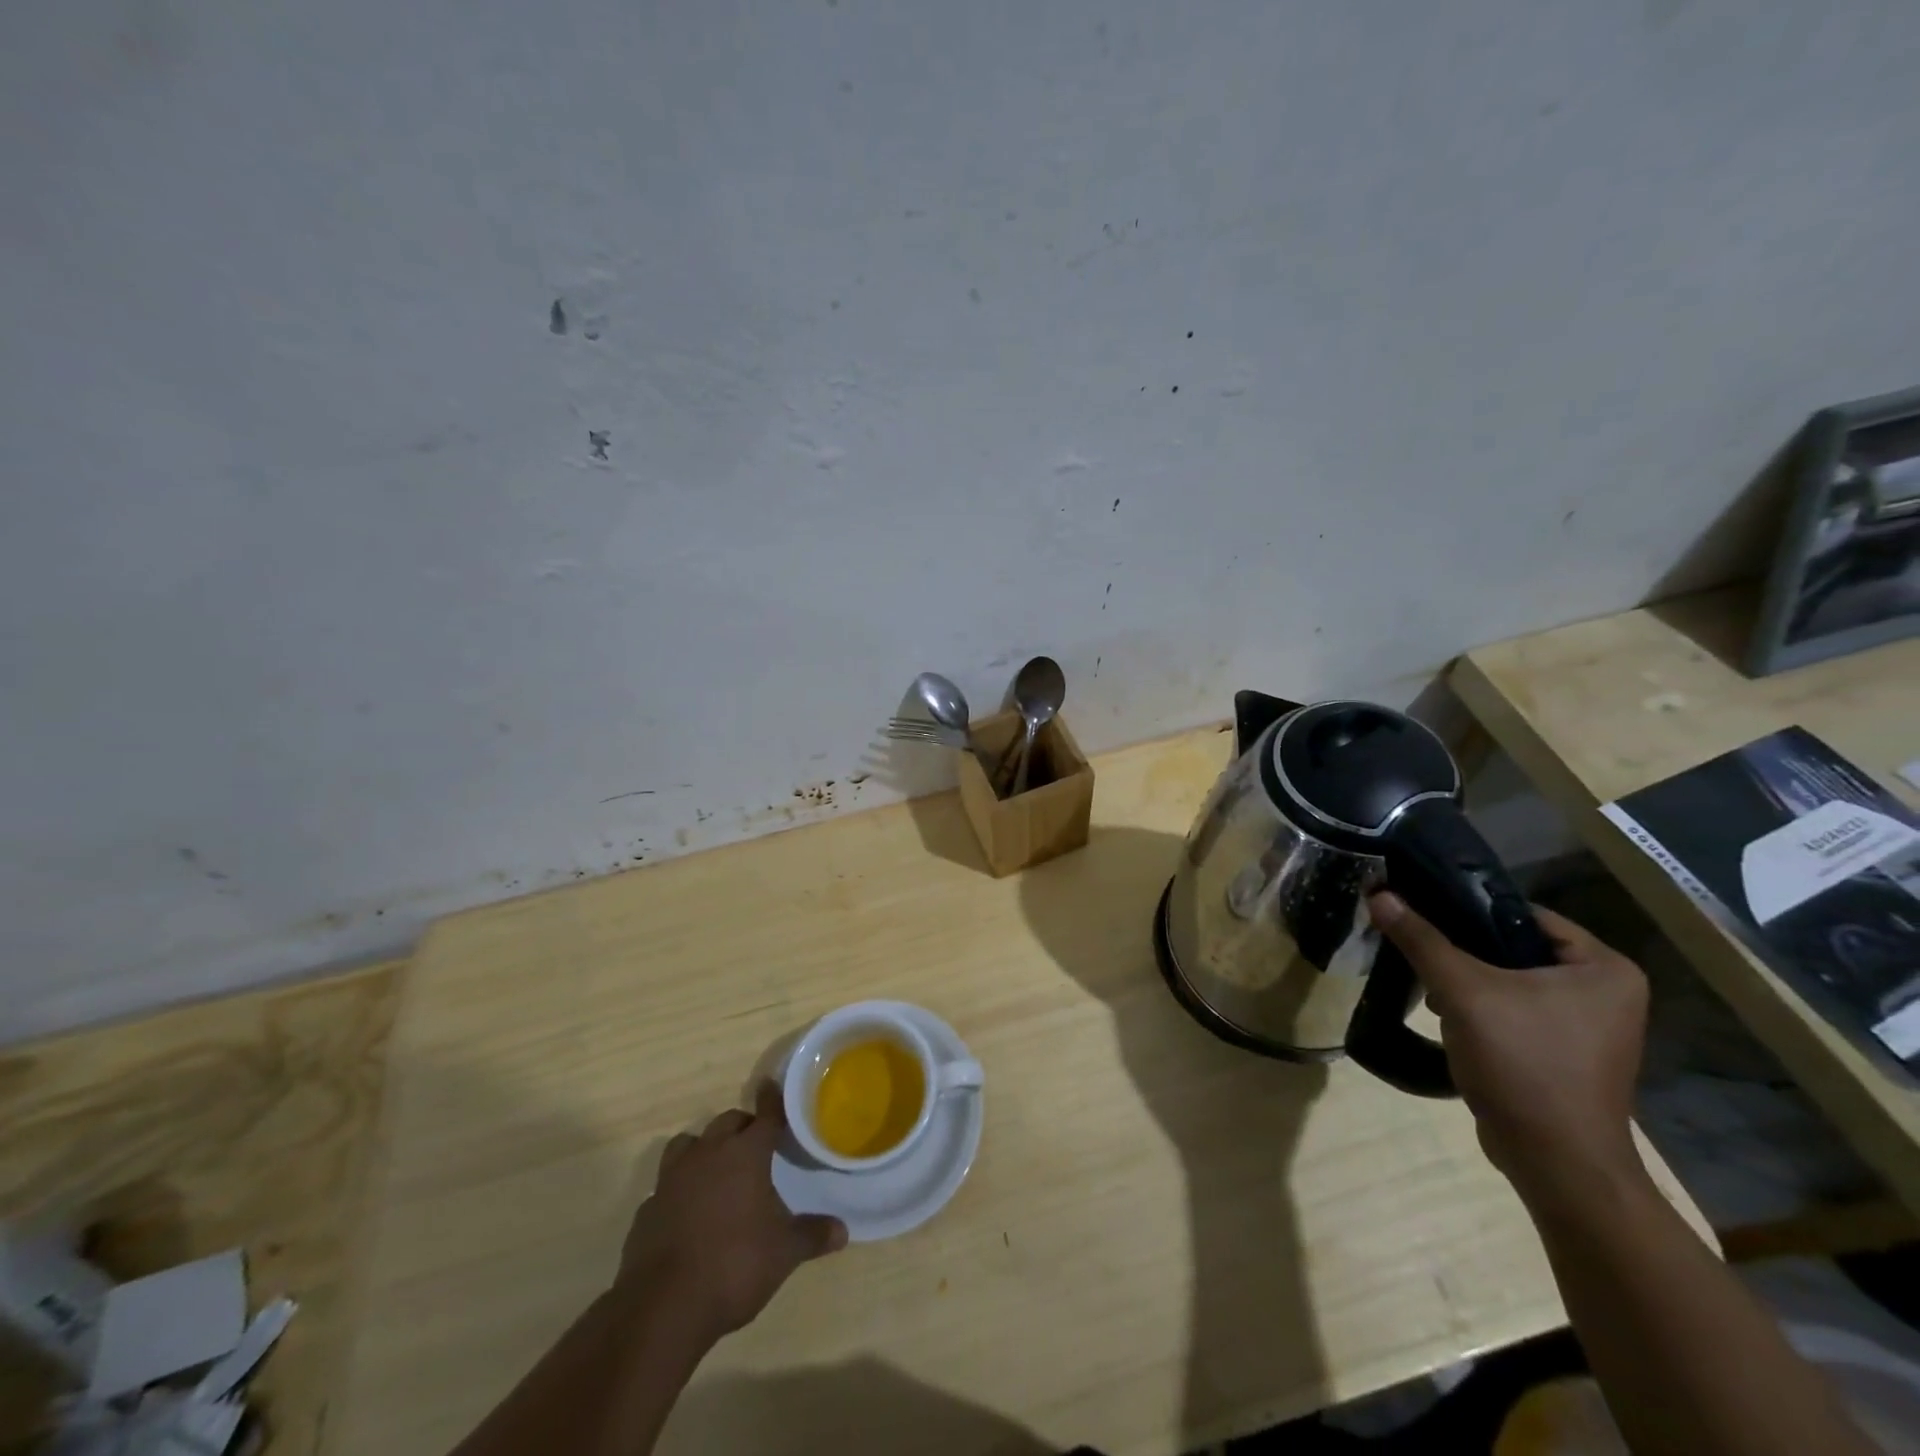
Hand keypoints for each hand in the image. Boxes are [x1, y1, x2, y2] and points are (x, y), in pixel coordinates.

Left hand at [616, 1082, 846, 1341]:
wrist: (663, 1307)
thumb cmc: (734, 1265)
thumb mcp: (784, 1253)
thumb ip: (812, 1235)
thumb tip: (842, 1231)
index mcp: (745, 1154)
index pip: (764, 1116)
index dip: (771, 1101)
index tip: (771, 1086)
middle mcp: (708, 1154)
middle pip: (727, 1123)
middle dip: (742, 1127)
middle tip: (755, 1143)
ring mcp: (672, 1179)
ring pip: (688, 1143)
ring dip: (704, 1148)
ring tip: (716, 1168)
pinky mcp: (647, 1208)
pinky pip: (666, 1184)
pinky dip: (679, 1188)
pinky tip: (687, 1211)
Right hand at [1368, 893, 1648, 1206]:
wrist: (1556, 1163)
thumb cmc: (1524, 1064)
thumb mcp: (1464, 992)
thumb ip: (1422, 940)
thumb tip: (1380, 896)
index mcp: (1604, 969)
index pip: (1525, 915)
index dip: (1470, 909)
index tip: (1422, 909)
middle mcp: (1605, 993)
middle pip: (1515, 948)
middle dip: (1464, 951)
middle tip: (1419, 949)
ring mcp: (1588, 1028)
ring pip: (1510, 981)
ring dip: (1467, 982)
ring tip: (1428, 987)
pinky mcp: (1564, 1054)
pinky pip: (1515, 1012)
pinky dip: (1481, 1010)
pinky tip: (1448, 1018)